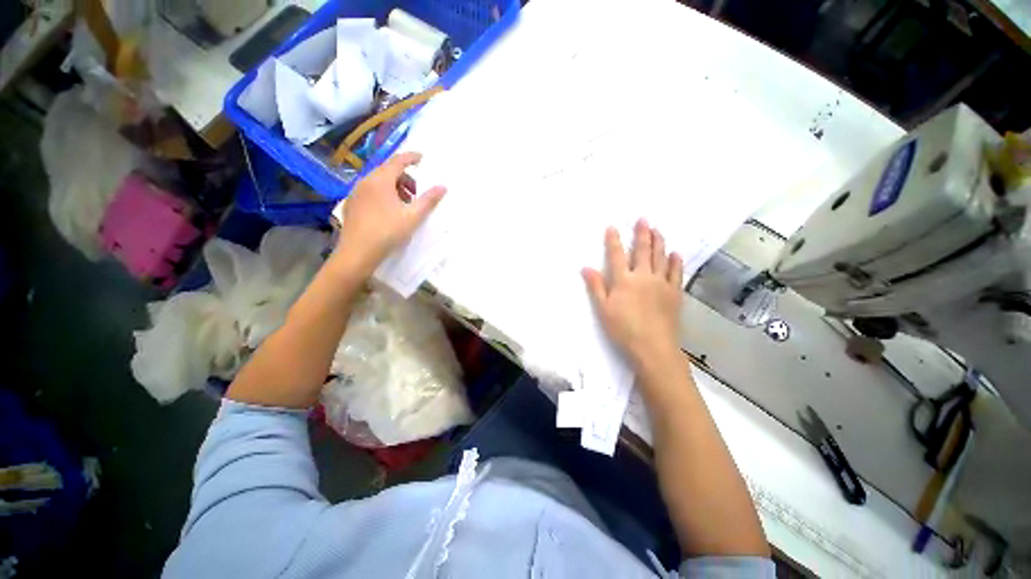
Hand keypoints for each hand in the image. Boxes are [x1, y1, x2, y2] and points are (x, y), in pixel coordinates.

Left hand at [330, 152, 445, 275]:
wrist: (358, 252)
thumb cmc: (388, 232)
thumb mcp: (413, 217)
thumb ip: (429, 200)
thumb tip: (443, 186)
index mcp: (380, 180)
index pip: (398, 160)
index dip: (411, 158)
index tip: (422, 158)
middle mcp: (365, 181)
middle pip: (388, 171)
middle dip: (405, 178)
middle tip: (418, 192)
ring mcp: (356, 192)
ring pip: (378, 182)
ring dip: (395, 187)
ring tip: (406, 204)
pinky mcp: (351, 204)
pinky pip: (370, 191)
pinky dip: (383, 194)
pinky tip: (389, 212)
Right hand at [582, 219, 684, 368]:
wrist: (653, 347)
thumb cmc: (623, 329)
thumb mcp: (603, 309)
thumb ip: (596, 287)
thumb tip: (585, 267)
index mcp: (624, 280)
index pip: (617, 255)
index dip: (613, 240)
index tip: (612, 227)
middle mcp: (643, 276)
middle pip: (642, 251)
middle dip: (642, 233)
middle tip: (643, 219)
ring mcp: (661, 283)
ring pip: (660, 257)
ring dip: (659, 242)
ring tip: (658, 229)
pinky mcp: (674, 292)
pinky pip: (676, 272)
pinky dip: (676, 261)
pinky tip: (676, 254)